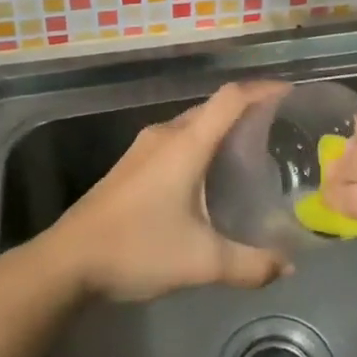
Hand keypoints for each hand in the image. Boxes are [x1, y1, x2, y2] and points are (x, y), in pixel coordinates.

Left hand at [42, 82, 292, 302]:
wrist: (66, 262)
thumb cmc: (137, 249)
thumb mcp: (201, 262)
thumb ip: (250, 265)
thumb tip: (289, 267)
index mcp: (186, 144)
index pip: (231, 98)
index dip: (262, 89)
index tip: (290, 94)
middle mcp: (166, 135)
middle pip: (212, 107)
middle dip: (247, 111)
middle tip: (278, 132)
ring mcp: (143, 148)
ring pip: (192, 124)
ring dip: (221, 130)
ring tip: (250, 153)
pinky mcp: (131, 165)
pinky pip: (176, 141)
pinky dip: (201, 145)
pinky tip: (208, 177)